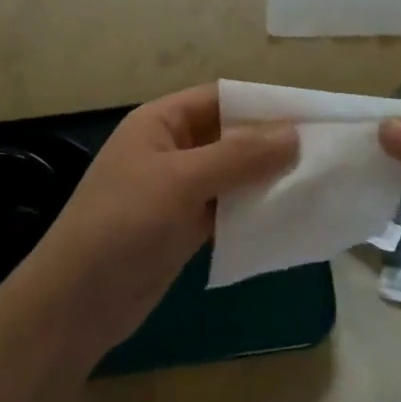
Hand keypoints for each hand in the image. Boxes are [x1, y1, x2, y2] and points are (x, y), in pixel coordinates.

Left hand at [19, 85, 296, 356]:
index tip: (313, 115)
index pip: (221, 98)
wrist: (77, 302)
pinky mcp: (183, 227)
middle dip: (270, 143)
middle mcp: (171, 149)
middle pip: (229, 136)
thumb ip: (238, 156)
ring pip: (231, 175)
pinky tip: (288, 217)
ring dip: (266, 179)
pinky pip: (226, 209)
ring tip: (316, 184)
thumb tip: (294, 134)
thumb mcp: (181, 181)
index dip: (264, 104)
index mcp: (161, 122)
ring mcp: (177, 190)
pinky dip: (253, 211)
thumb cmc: (123, 224)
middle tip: (324, 153)